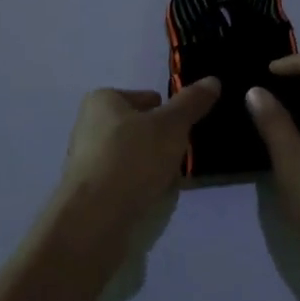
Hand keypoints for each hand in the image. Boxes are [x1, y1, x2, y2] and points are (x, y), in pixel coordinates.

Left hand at [56, 79, 219, 239]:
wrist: (94, 220)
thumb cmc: (132, 158)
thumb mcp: (172, 124)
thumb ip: (192, 102)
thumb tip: (212, 81)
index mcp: (102, 101)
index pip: (145, 98)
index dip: (168, 112)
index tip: (182, 131)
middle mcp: (88, 126)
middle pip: (139, 128)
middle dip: (161, 142)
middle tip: (179, 156)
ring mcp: (86, 162)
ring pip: (133, 157)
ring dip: (153, 166)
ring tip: (168, 181)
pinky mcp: (89, 193)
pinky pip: (124, 182)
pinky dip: (140, 187)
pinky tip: (152, 198)